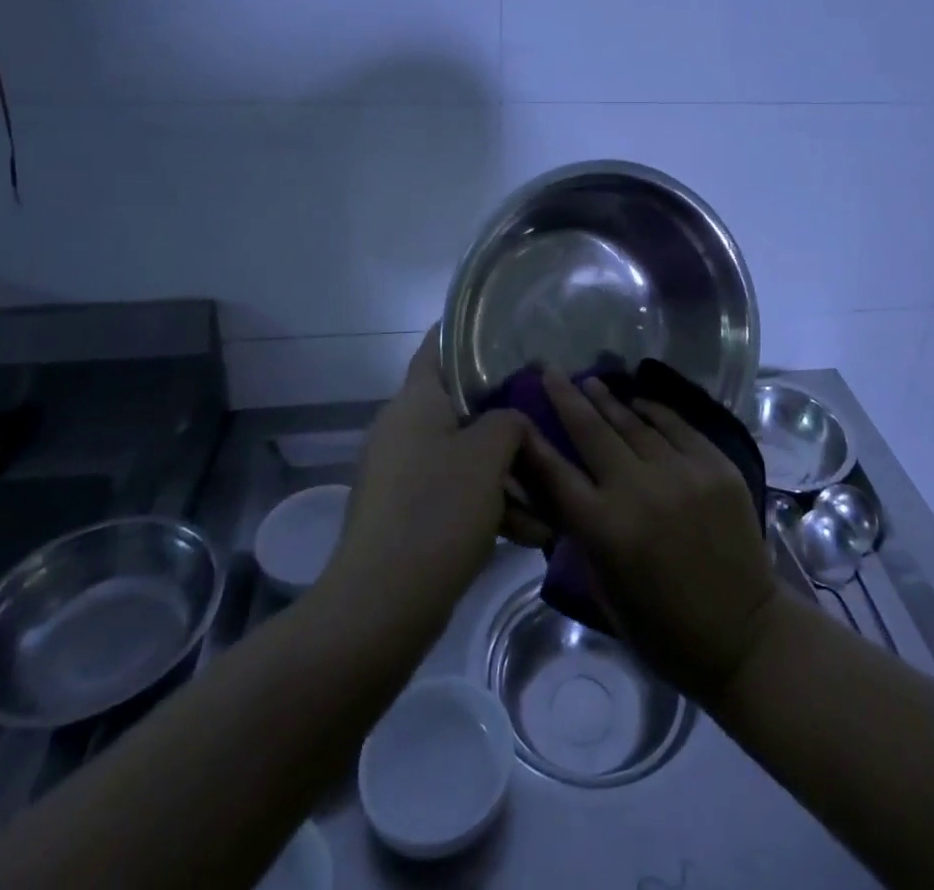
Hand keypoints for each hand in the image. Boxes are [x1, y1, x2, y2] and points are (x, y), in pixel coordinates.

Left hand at [328, 327, 526, 635]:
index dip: (470, 331)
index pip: (439, 345)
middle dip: (507, 415)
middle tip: (547, 415)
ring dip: (506, 471)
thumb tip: (512, 420)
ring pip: (464, 454)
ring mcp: (402, 472)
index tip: (509, 328)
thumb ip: (509, 421)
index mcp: (416, 401)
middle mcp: (404, 428)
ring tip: (552, 494)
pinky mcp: (406, 512)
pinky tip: (531, 532)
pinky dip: (489, 505)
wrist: (381, 606)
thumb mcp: (488, 455)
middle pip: (462, 405)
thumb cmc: (437, 510)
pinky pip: (455, 492)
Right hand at [523, 371, 780, 701]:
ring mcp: (681, 472)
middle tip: (551, 372)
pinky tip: (637, 401)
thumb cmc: (664, 628)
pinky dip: (653, 411)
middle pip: (592, 432)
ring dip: (608, 400)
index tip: (518, 413)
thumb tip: (565, 490)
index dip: (533, 442)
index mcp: (605, 529)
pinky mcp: (715, 465)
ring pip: (634, 423)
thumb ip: (583, 534)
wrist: (743, 633)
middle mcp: (638, 490)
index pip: (556, 473)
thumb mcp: (605, 589)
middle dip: (567, 398)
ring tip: (590, 381)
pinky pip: (677, 426)